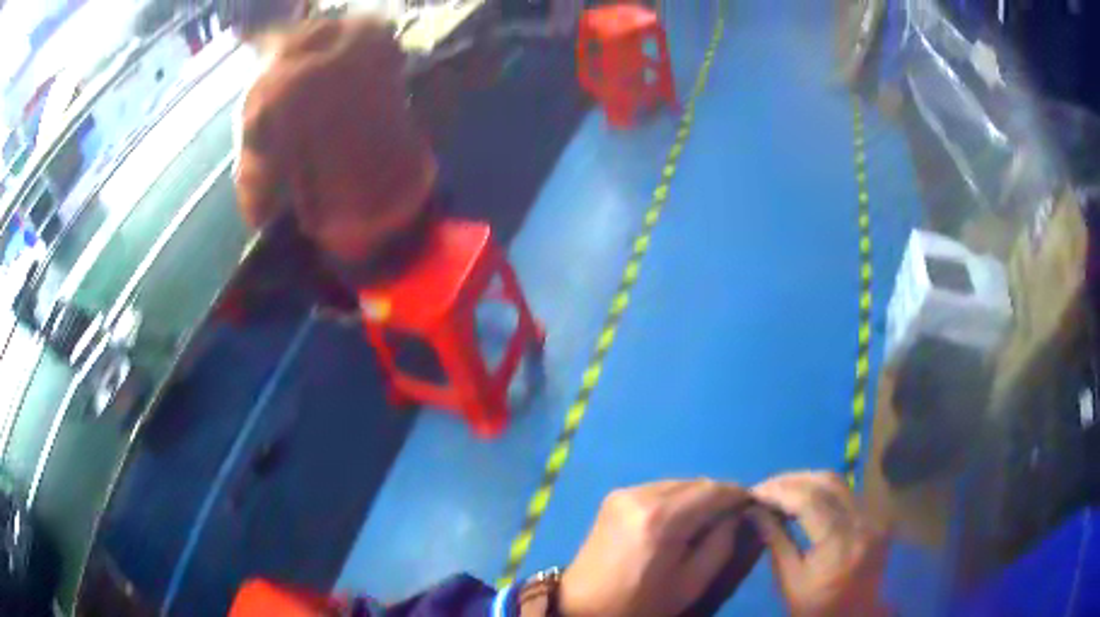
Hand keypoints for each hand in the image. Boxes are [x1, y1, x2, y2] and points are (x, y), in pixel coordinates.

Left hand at [559, 479, 750, 616]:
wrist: (584, 606)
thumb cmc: (641, 602)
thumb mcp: (692, 583)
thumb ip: (721, 544)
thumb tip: (736, 514)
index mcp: (661, 518)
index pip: (714, 490)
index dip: (739, 496)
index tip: (753, 507)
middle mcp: (641, 495)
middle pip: (696, 482)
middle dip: (718, 497)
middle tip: (731, 518)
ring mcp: (624, 492)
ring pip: (678, 483)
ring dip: (697, 497)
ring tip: (705, 522)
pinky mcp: (614, 497)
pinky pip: (658, 489)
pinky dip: (675, 499)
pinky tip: (677, 521)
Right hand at [750, 472, 888, 616]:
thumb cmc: (816, 607)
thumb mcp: (789, 581)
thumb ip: (775, 541)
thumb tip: (753, 510)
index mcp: (839, 544)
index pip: (809, 501)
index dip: (780, 492)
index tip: (754, 493)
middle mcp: (863, 523)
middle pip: (828, 483)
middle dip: (792, 481)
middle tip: (765, 488)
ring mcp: (875, 518)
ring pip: (840, 483)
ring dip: (808, 481)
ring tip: (781, 491)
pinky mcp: (878, 517)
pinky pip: (849, 494)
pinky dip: (824, 491)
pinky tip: (805, 498)